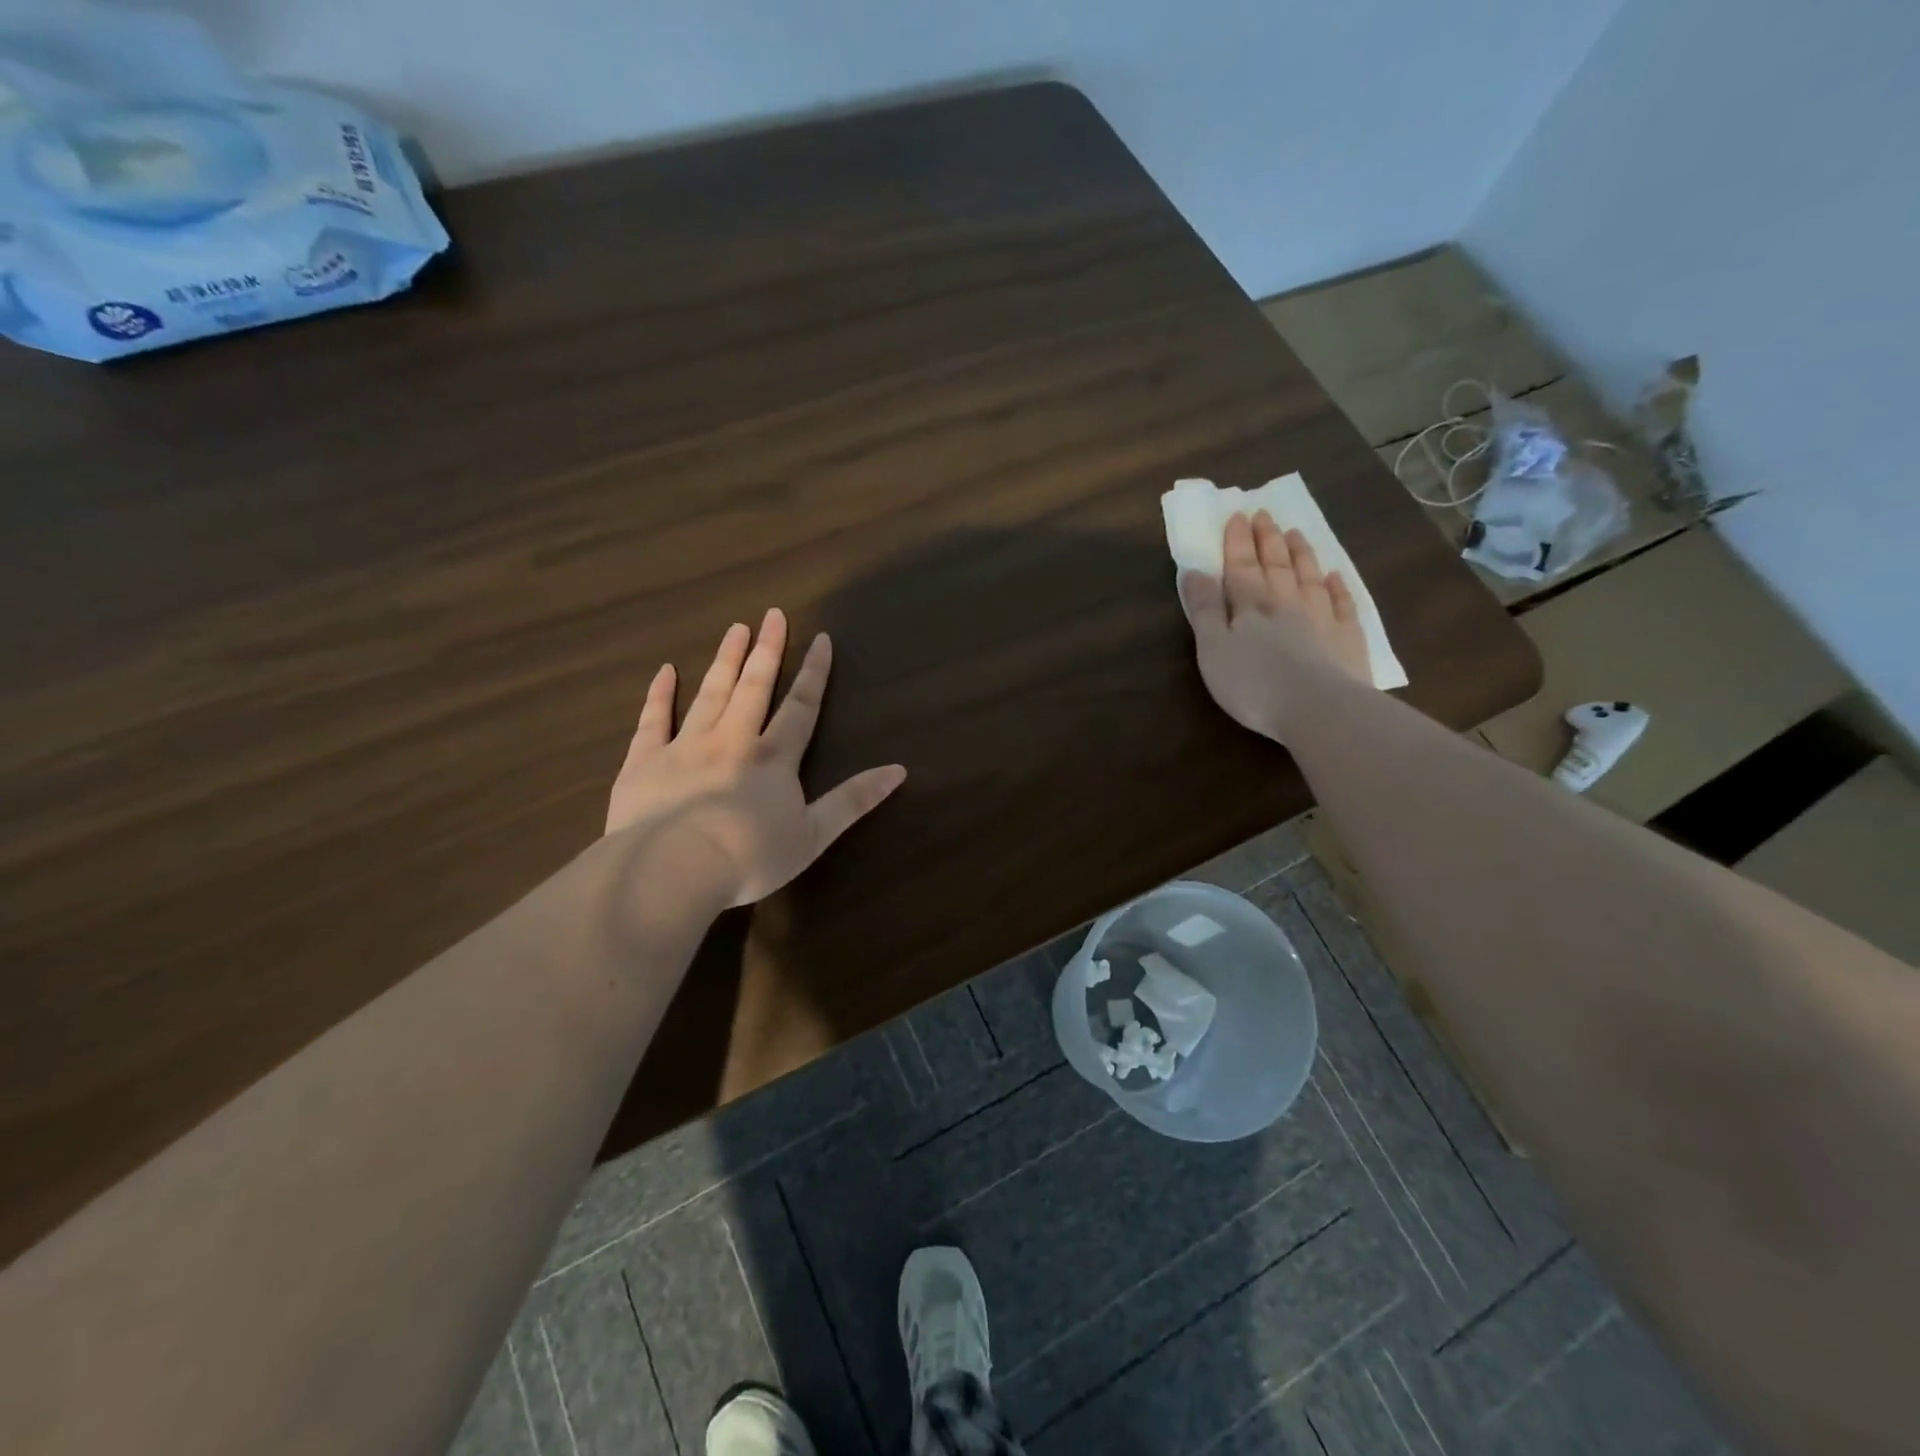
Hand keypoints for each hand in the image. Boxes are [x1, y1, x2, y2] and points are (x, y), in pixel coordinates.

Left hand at [606, 609, 906, 906]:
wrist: (673, 869)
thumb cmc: (750, 857)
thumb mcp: (814, 835)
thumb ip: (854, 800)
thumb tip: (899, 770)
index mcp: (773, 759)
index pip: (801, 707)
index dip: (814, 673)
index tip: (821, 638)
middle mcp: (732, 741)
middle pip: (754, 688)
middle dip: (767, 650)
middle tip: (772, 615)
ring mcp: (685, 747)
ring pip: (709, 694)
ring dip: (725, 661)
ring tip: (735, 629)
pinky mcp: (644, 762)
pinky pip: (653, 720)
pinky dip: (659, 695)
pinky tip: (665, 671)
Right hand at [1179, 510, 1372, 740]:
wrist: (1318, 708)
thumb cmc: (1253, 683)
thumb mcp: (1213, 649)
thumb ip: (1204, 610)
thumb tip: (1195, 572)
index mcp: (1251, 605)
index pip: (1241, 567)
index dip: (1237, 542)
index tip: (1237, 515)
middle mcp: (1287, 602)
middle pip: (1276, 565)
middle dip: (1267, 539)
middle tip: (1264, 514)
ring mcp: (1322, 617)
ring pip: (1309, 576)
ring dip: (1301, 554)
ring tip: (1295, 533)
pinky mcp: (1348, 638)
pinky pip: (1342, 603)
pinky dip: (1338, 586)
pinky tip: (1335, 576)